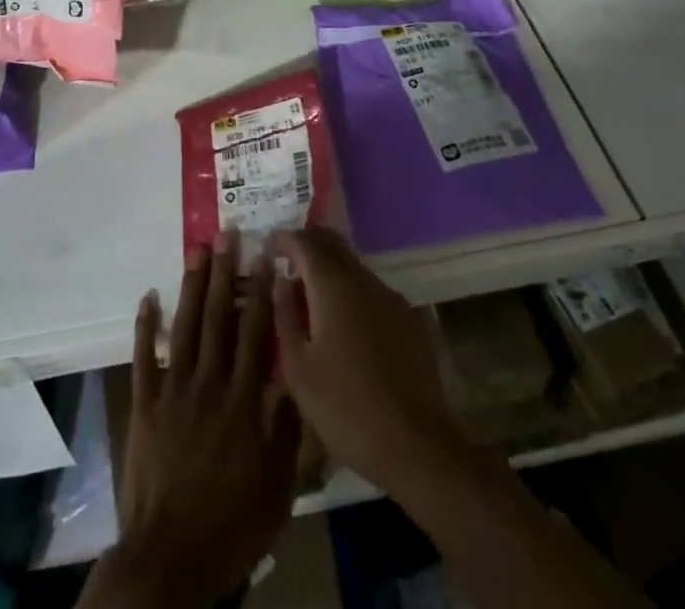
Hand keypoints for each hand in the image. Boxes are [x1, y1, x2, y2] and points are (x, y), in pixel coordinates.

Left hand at [90, 232, 300, 607]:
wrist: (171, 557)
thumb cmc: (232, 524)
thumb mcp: (277, 485)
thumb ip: (285, 428)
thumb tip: (293, 376)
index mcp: (244, 400)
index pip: (256, 333)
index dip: (261, 292)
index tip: (265, 257)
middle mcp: (209, 383)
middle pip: (218, 317)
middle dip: (224, 273)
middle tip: (226, 234)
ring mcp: (173, 389)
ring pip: (185, 326)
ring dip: (191, 285)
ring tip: (196, 250)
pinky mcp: (145, 403)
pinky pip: (144, 356)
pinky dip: (145, 325)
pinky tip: (148, 296)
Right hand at [269, 227, 461, 492]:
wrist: (417, 446)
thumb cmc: (346, 408)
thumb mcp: (299, 369)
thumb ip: (285, 317)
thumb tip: (280, 281)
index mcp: (333, 286)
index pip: (304, 242)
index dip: (283, 238)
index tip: (267, 244)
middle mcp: (364, 280)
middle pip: (332, 244)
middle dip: (308, 245)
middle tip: (286, 261)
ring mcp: (390, 298)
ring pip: (353, 267)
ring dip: (329, 271)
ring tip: (311, 299)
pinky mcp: (408, 319)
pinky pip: (371, 291)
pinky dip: (350, 293)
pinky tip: (344, 324)